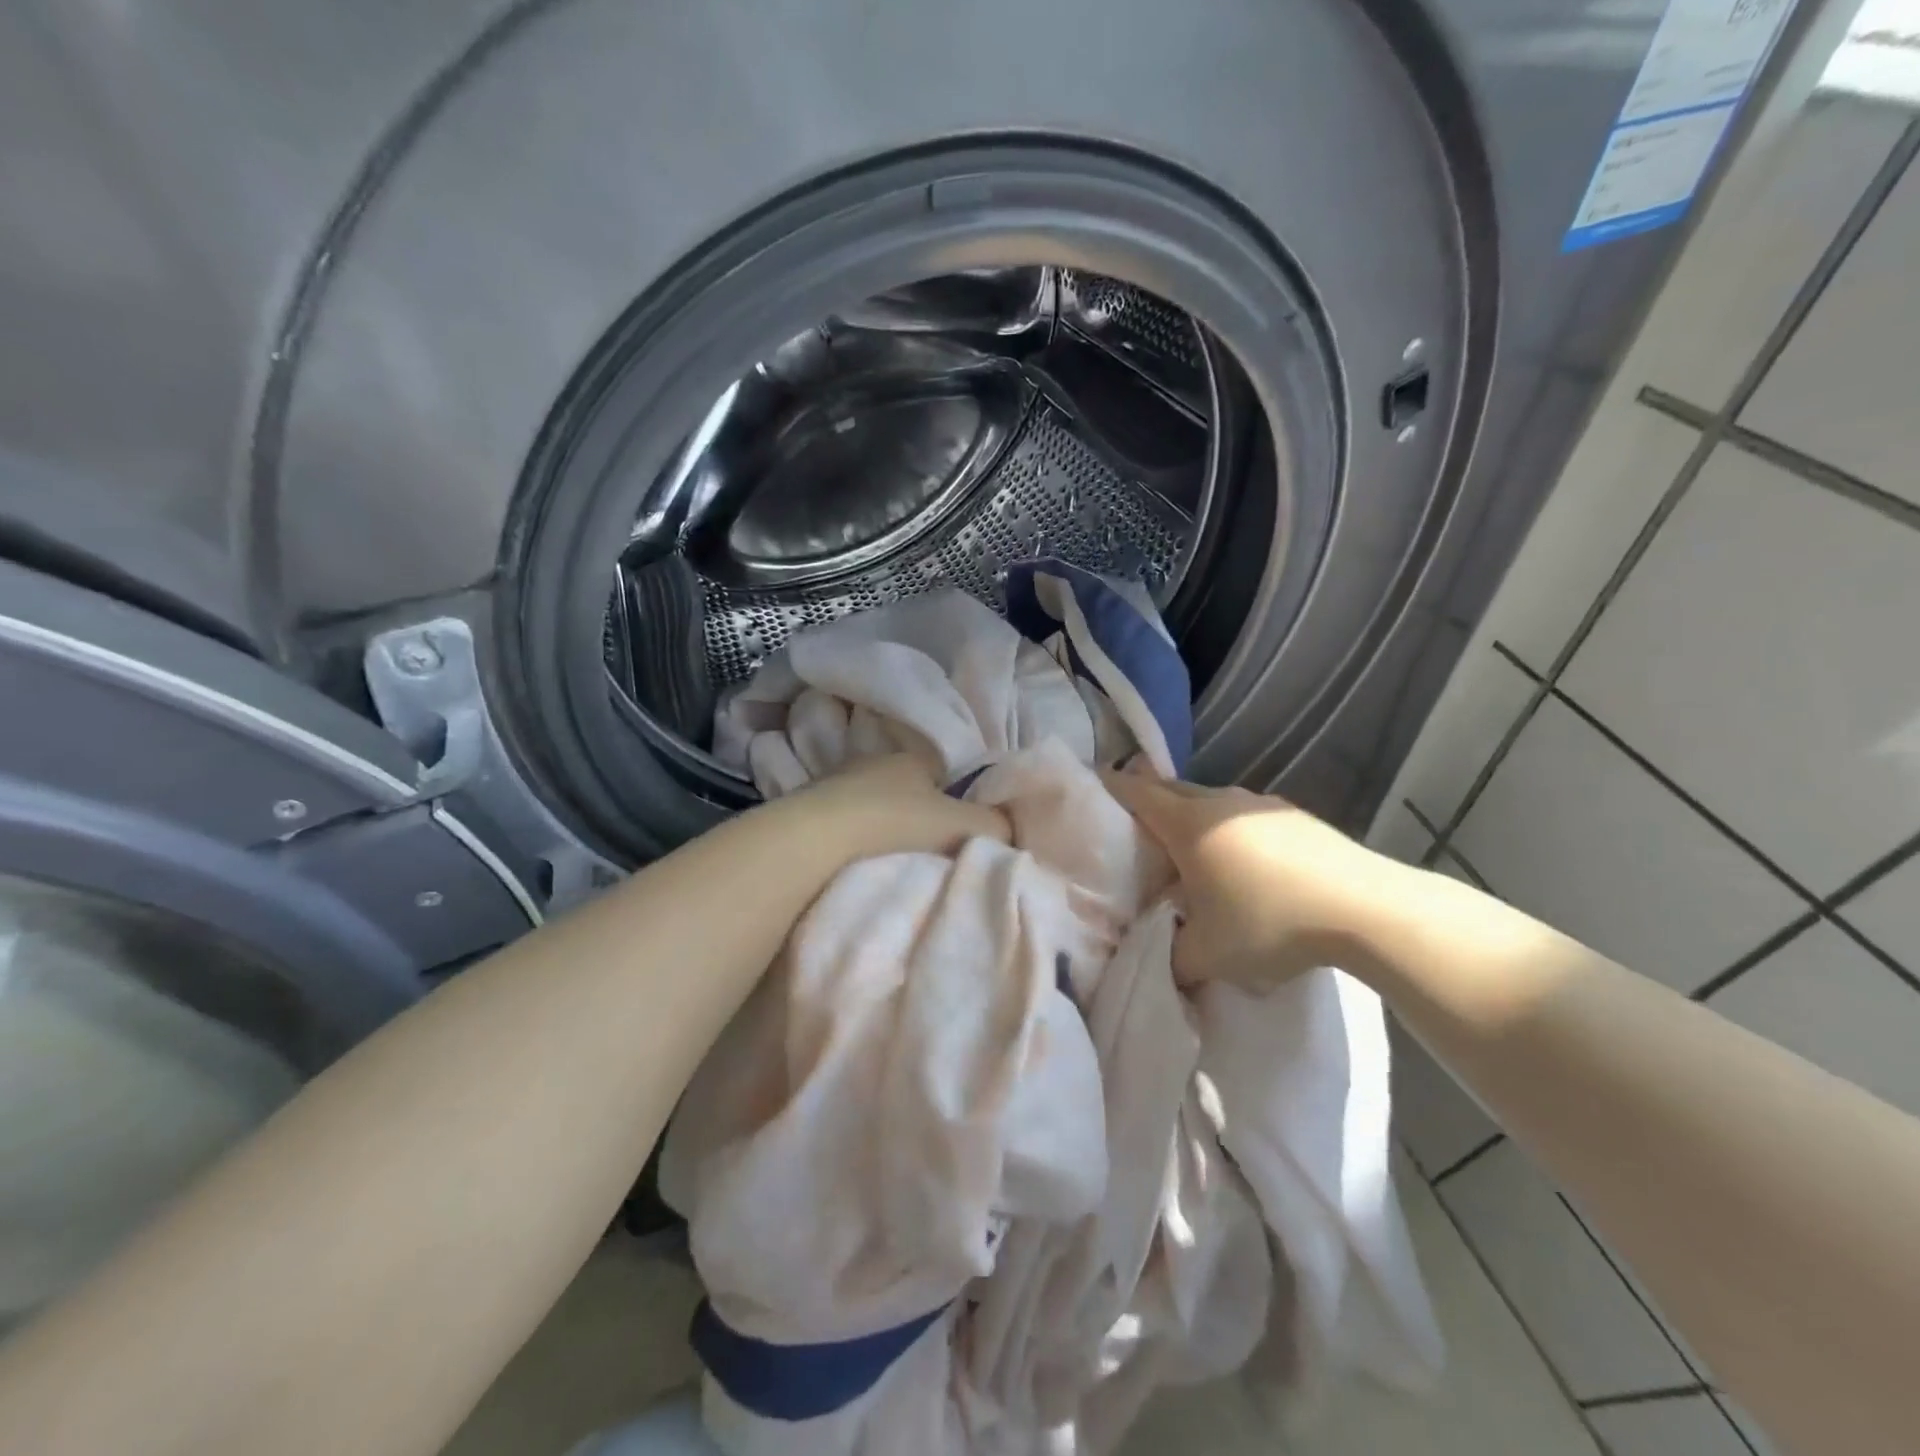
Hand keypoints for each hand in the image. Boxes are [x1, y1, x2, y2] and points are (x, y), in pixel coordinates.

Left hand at [774, 753, 1009, 859]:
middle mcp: (872, 762)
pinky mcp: (806, 811)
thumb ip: (996, 825)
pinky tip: (856, 866)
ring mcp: (834, 784)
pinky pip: (842, 825)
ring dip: (880, 829)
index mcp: (911, 757)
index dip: (955, 799)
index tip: (959, 831)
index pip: (942, 771)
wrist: (815, 842)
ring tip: (890, 863)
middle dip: (916, 815)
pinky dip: (851, 842)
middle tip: (928, 851)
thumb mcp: (964, 825)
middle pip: (906, 790)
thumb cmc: (896, 824)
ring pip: (871, 807)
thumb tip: (1009, 830)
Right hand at [1100, 769, 1410, 989]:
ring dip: (1194, 816)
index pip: (1137, 792)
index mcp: (1188, 825)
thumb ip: (1172, 955)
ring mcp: (1261, 805)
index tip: (1093, 783)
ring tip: (1192, 851)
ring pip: (1212, 801)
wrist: (1363, 908)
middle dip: (1149, 799)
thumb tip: (1162, 956)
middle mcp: (1220, 802)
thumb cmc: (1269, 923)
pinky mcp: (1295, 817)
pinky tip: (1246, 864)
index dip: (1111, 786)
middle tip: (1135, 824)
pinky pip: (1246, 815)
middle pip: (1172, 788)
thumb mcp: (1207, 955)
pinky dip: (1231, 830)